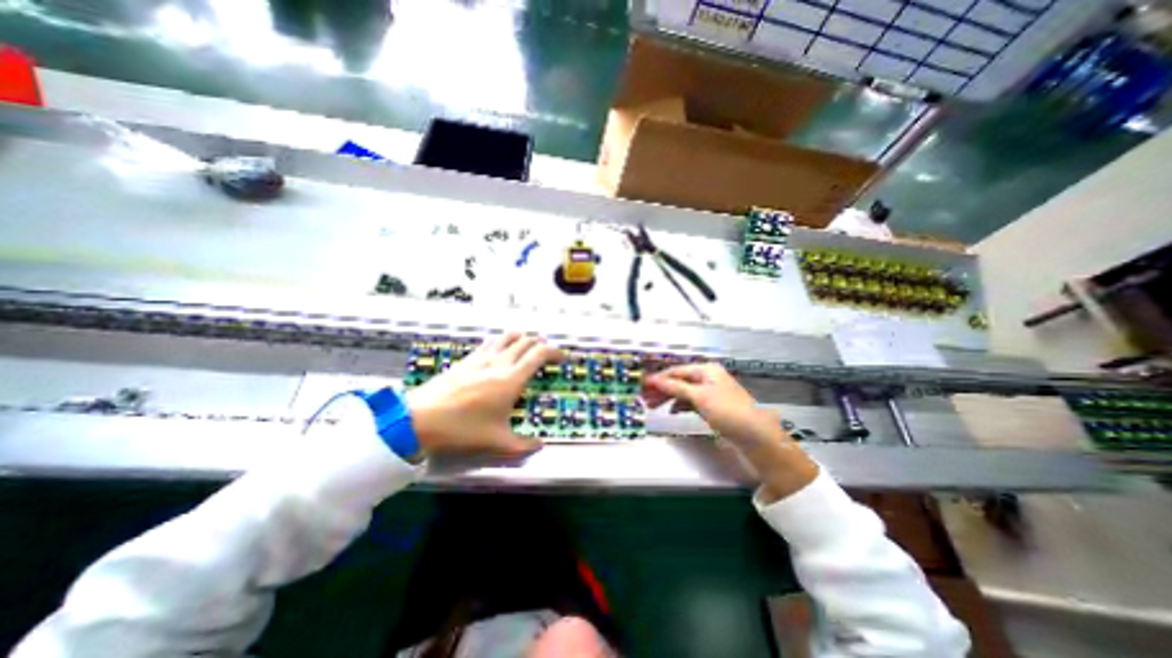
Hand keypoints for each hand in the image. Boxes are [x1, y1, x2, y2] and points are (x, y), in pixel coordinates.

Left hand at [407, 334, 564, 456]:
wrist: (419, 420)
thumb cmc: (462, 430)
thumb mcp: (497, 443)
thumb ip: (523, 446)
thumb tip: (540, 446)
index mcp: (511, 379)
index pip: (539, 353)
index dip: (554, 352)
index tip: (561, 358)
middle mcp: (499, 362)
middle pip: (526, 340)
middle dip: (540, 343)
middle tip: (546, 354)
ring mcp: (481, 357)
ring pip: (508, 336)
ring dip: (522, 338)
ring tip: (527, 348)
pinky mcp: (467, 358)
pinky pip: (491, 342)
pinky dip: (503, 341)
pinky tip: (501, 352)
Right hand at [640, 361, 786, 448]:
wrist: (755, 437)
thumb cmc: (729, 411)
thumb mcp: (699, 397)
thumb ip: (675, 387)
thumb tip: (654, 380)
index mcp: (706, 370)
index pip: (676, 371)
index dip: (659, 378)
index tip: (643, 386)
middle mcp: (708, 379)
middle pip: (678, 381)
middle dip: (661, 389)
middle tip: (645, 399)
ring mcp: (710, 393)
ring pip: (683, 392)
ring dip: (668, 398)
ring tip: (653, 406)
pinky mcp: (712, 407)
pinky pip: (690, 402)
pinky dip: (680, 406)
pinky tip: (672, 411)